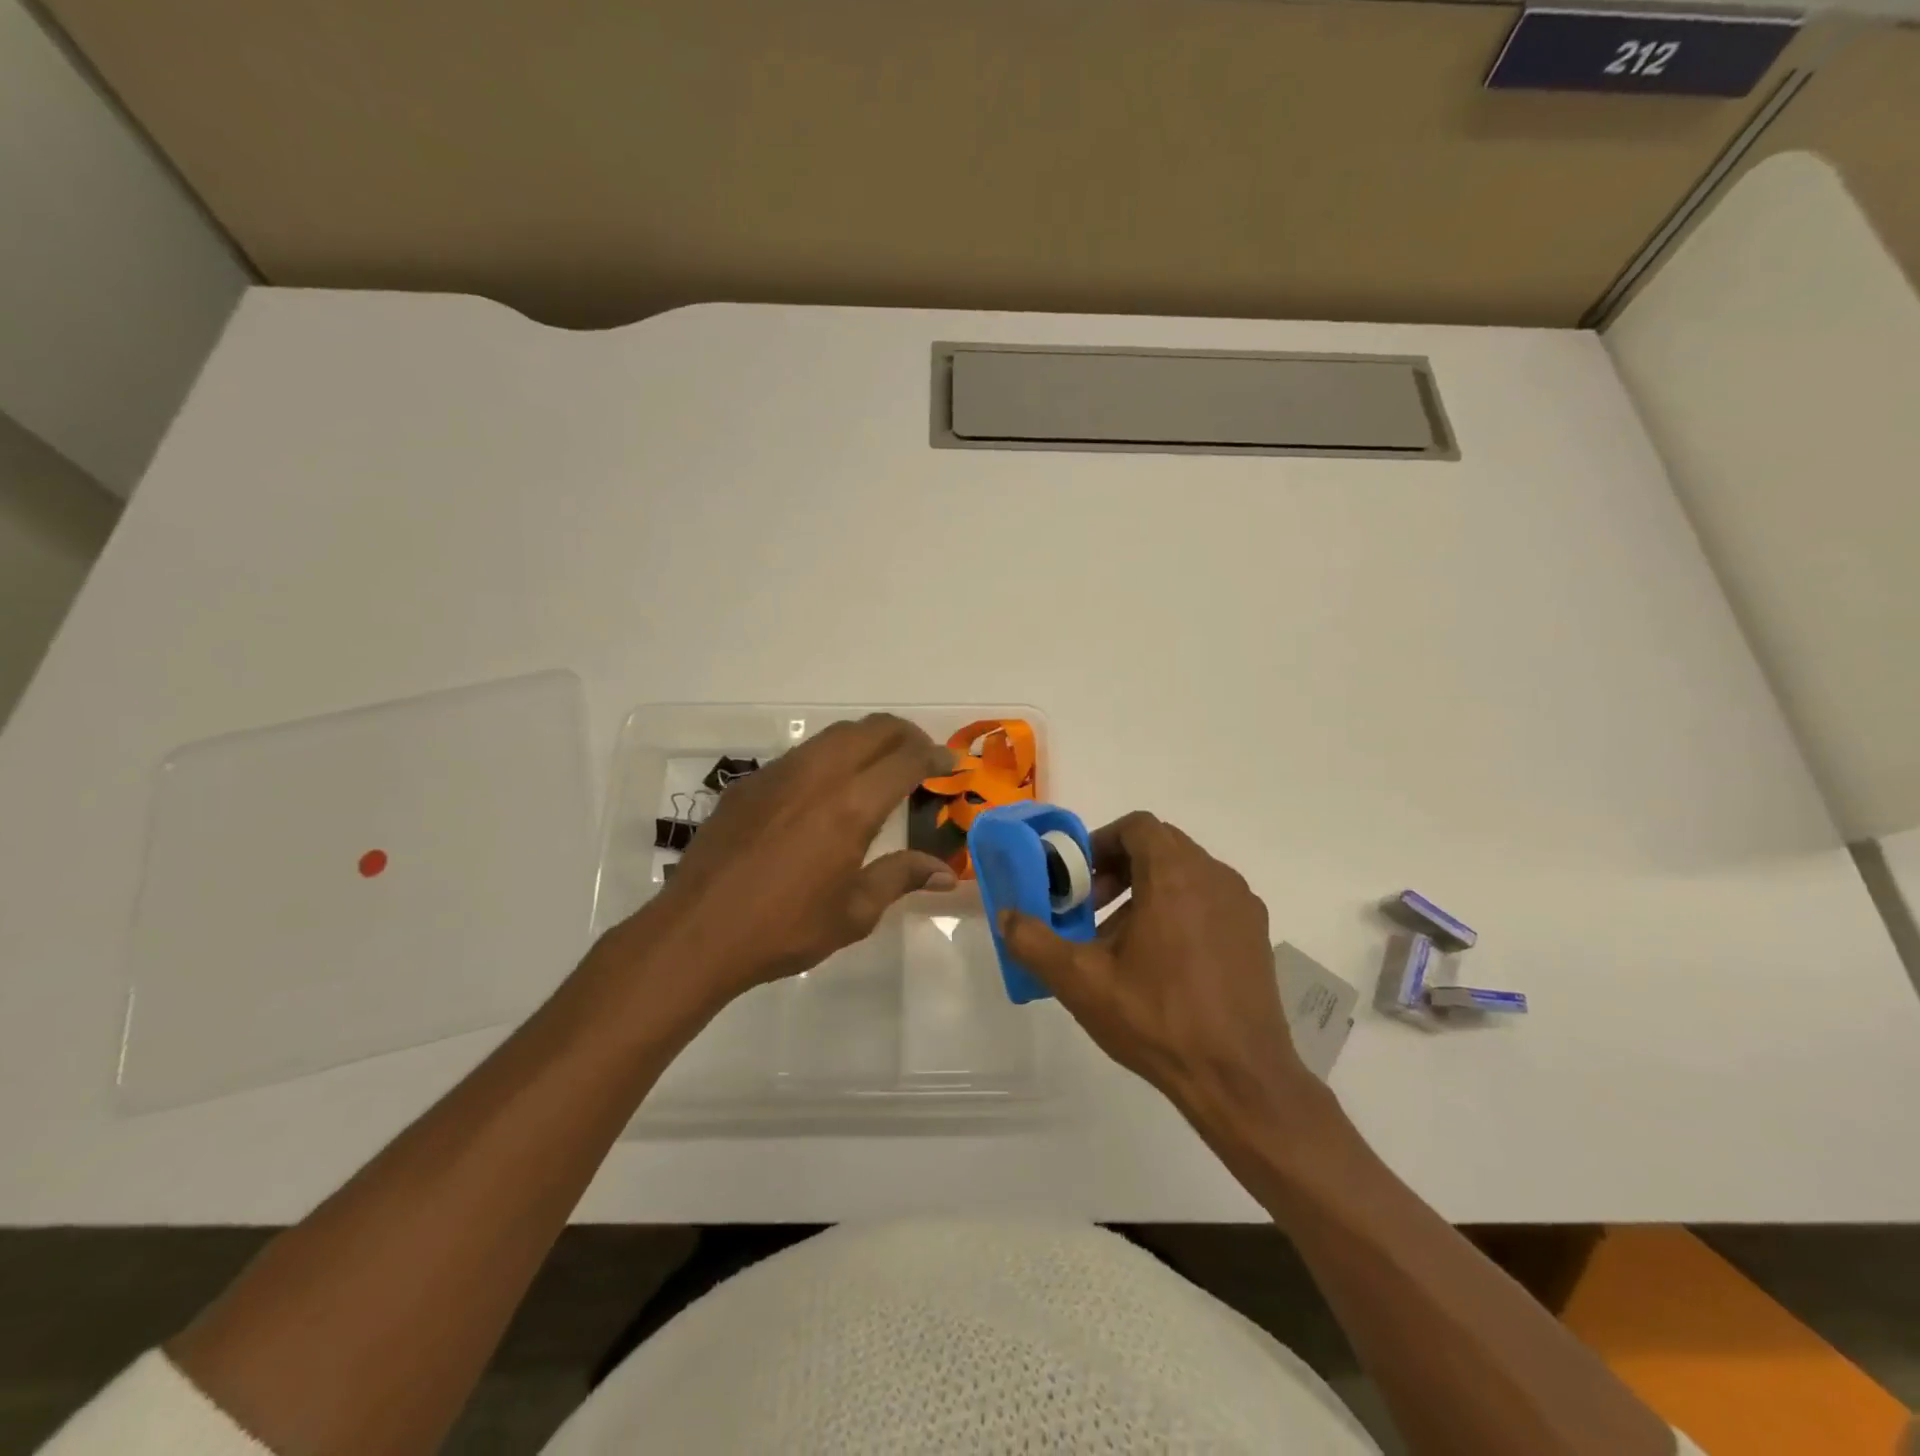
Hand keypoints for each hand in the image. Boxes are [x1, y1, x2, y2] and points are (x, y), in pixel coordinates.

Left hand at [617, 715, 956, 1004]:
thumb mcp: (854, 913)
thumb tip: (945, 873)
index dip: (935, 756)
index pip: (906, 760)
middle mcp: (818, 775)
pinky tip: (826, 789)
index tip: (951, 763)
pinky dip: (830, 757)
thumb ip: (900, 878)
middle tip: (922, 754)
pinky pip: (802, 754)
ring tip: (880, 764)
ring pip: (834, 735)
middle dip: (905, 734)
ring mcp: (779, 773)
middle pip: (872, 730)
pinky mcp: (750, 782)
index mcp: (851, 806)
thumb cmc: (784, 929)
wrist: (697, 933)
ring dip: (867, 740)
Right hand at [1000, 813, 1318, 1134]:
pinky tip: (1161, 963)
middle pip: (1161, 847)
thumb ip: (1034, 942)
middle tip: (1093, 909)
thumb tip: (1006, 916)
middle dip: (1119, 869)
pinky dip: (1179, 911)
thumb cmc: (1158, 1019)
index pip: (1138, 827)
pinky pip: (1209, 901)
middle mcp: (1214, 877)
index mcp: (1175, 875)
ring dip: (1148, 891)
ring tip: (1121, 942)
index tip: (1079, 878)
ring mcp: (1241, 906)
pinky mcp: (1256, 934)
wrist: (1240, 1079)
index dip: (1102, 842)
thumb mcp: (1081, 982)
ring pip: (1185, 875)